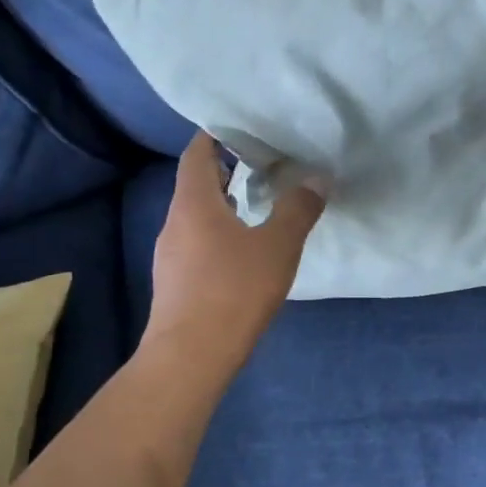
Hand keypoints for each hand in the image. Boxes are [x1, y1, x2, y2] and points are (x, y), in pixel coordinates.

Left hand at [146, 133, 327, 371]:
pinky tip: (241, 252)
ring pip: (195, 216)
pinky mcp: (173, 282)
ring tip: (257, 205)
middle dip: (226, 170)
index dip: (217, 136)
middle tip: (263, 165)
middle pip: (195, 183)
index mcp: (193, 203)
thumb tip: (317, 179)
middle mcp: (174, 222)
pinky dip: (217, 234)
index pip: (197, 153)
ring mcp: (169, 254)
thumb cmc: (234, 291)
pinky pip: (195, 243)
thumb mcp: (278, 247)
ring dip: (222, 205)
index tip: (246, 130)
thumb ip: (298, 210)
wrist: (190, 356)